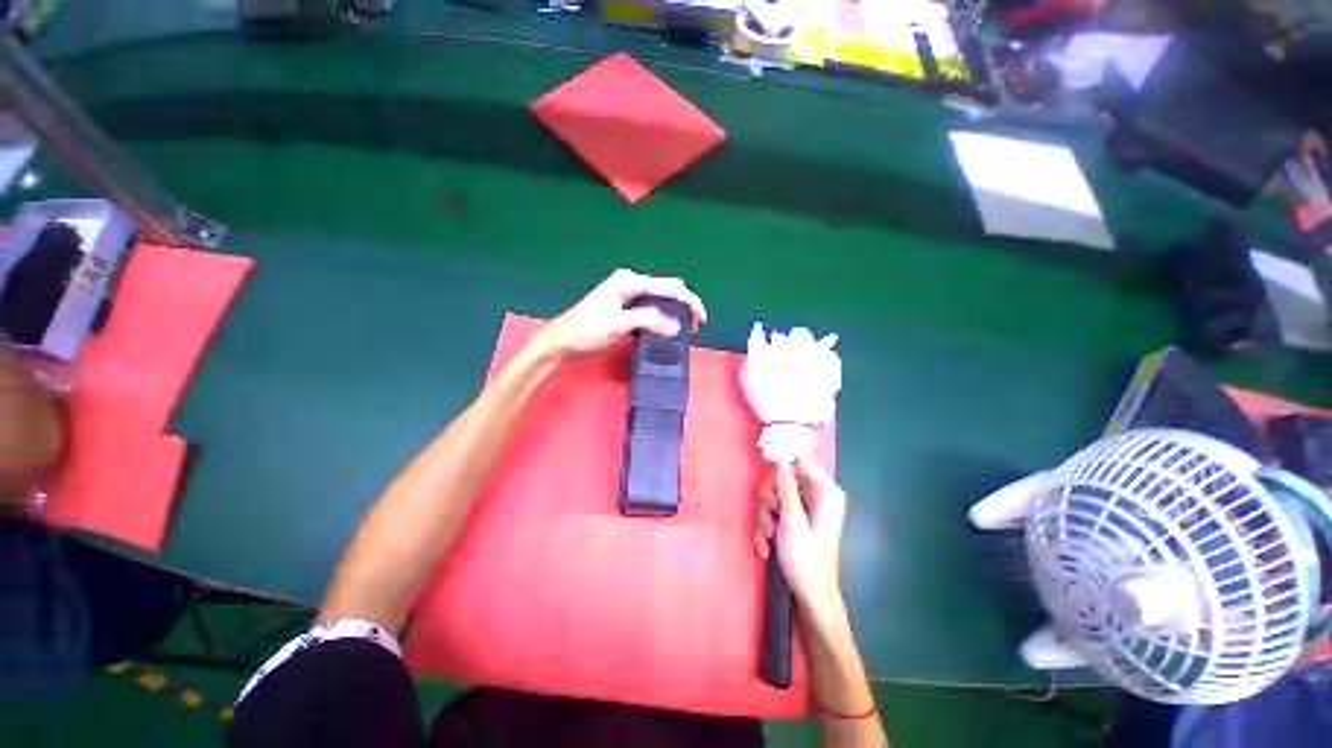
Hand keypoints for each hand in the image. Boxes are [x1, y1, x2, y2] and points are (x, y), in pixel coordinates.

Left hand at [534, 269, 706, 358]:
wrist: (561, 342)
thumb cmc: (586, 331)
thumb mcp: (617, 325)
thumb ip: (648, 320)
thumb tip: (676, 326)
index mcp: (629, 281)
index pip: (668, 287)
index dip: (689, 301)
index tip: (701, 321)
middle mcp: (630, 283)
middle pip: (666, 289)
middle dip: (685, 304)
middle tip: (695, 326)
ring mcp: (626, 294)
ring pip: (660, 299)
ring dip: (675, 311)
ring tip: (686, 329)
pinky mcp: (624, 307)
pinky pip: (650, 308)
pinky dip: (662, 317)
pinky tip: (666, 328)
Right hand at [754, 456, 846, 610]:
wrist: (811, 599)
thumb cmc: (805, 560)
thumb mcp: (792, 521)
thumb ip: (786, 486)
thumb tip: (781, 457)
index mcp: (826, 491)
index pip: (800, 460)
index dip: (780, 460)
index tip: (762, 464)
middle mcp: (817, 495)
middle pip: (782, 479)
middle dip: (769, 500)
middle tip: (768, 517)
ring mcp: (806, 508)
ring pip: (775, 496)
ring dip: (765, 517)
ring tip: (766, 538)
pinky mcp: (796, 519)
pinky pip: (775, 511)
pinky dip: (767, 527)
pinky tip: (766, 546)